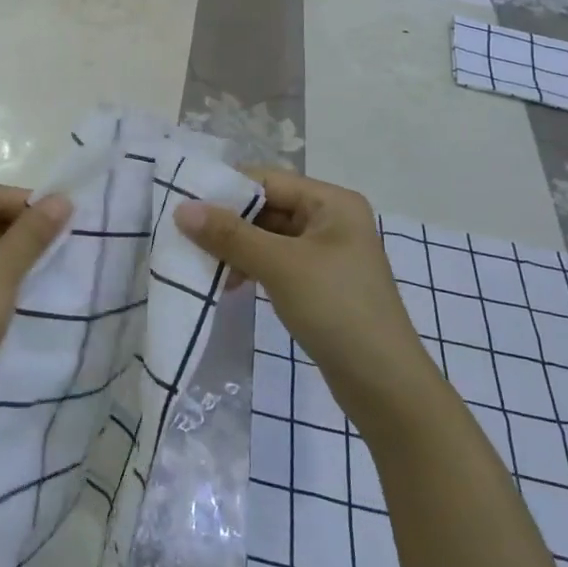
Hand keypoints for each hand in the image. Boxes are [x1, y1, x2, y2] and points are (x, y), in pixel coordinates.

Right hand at [176, 171, 421, 412]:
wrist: (385, 386)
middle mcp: (330, 219)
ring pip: (267, 236)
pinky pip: (275, 261)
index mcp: (332, 202)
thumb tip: (182, 208)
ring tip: (201, 263)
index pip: (267, 180)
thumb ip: (230, 235)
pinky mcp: (319, 282)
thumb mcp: (280, 266)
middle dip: (227, 222)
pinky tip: (228, 283)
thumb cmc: (337, 310)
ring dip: (236, 248)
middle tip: (184, 235)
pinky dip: (250, 267)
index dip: (226, 190)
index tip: (183, 203)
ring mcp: (326, 252)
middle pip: (267, 207)